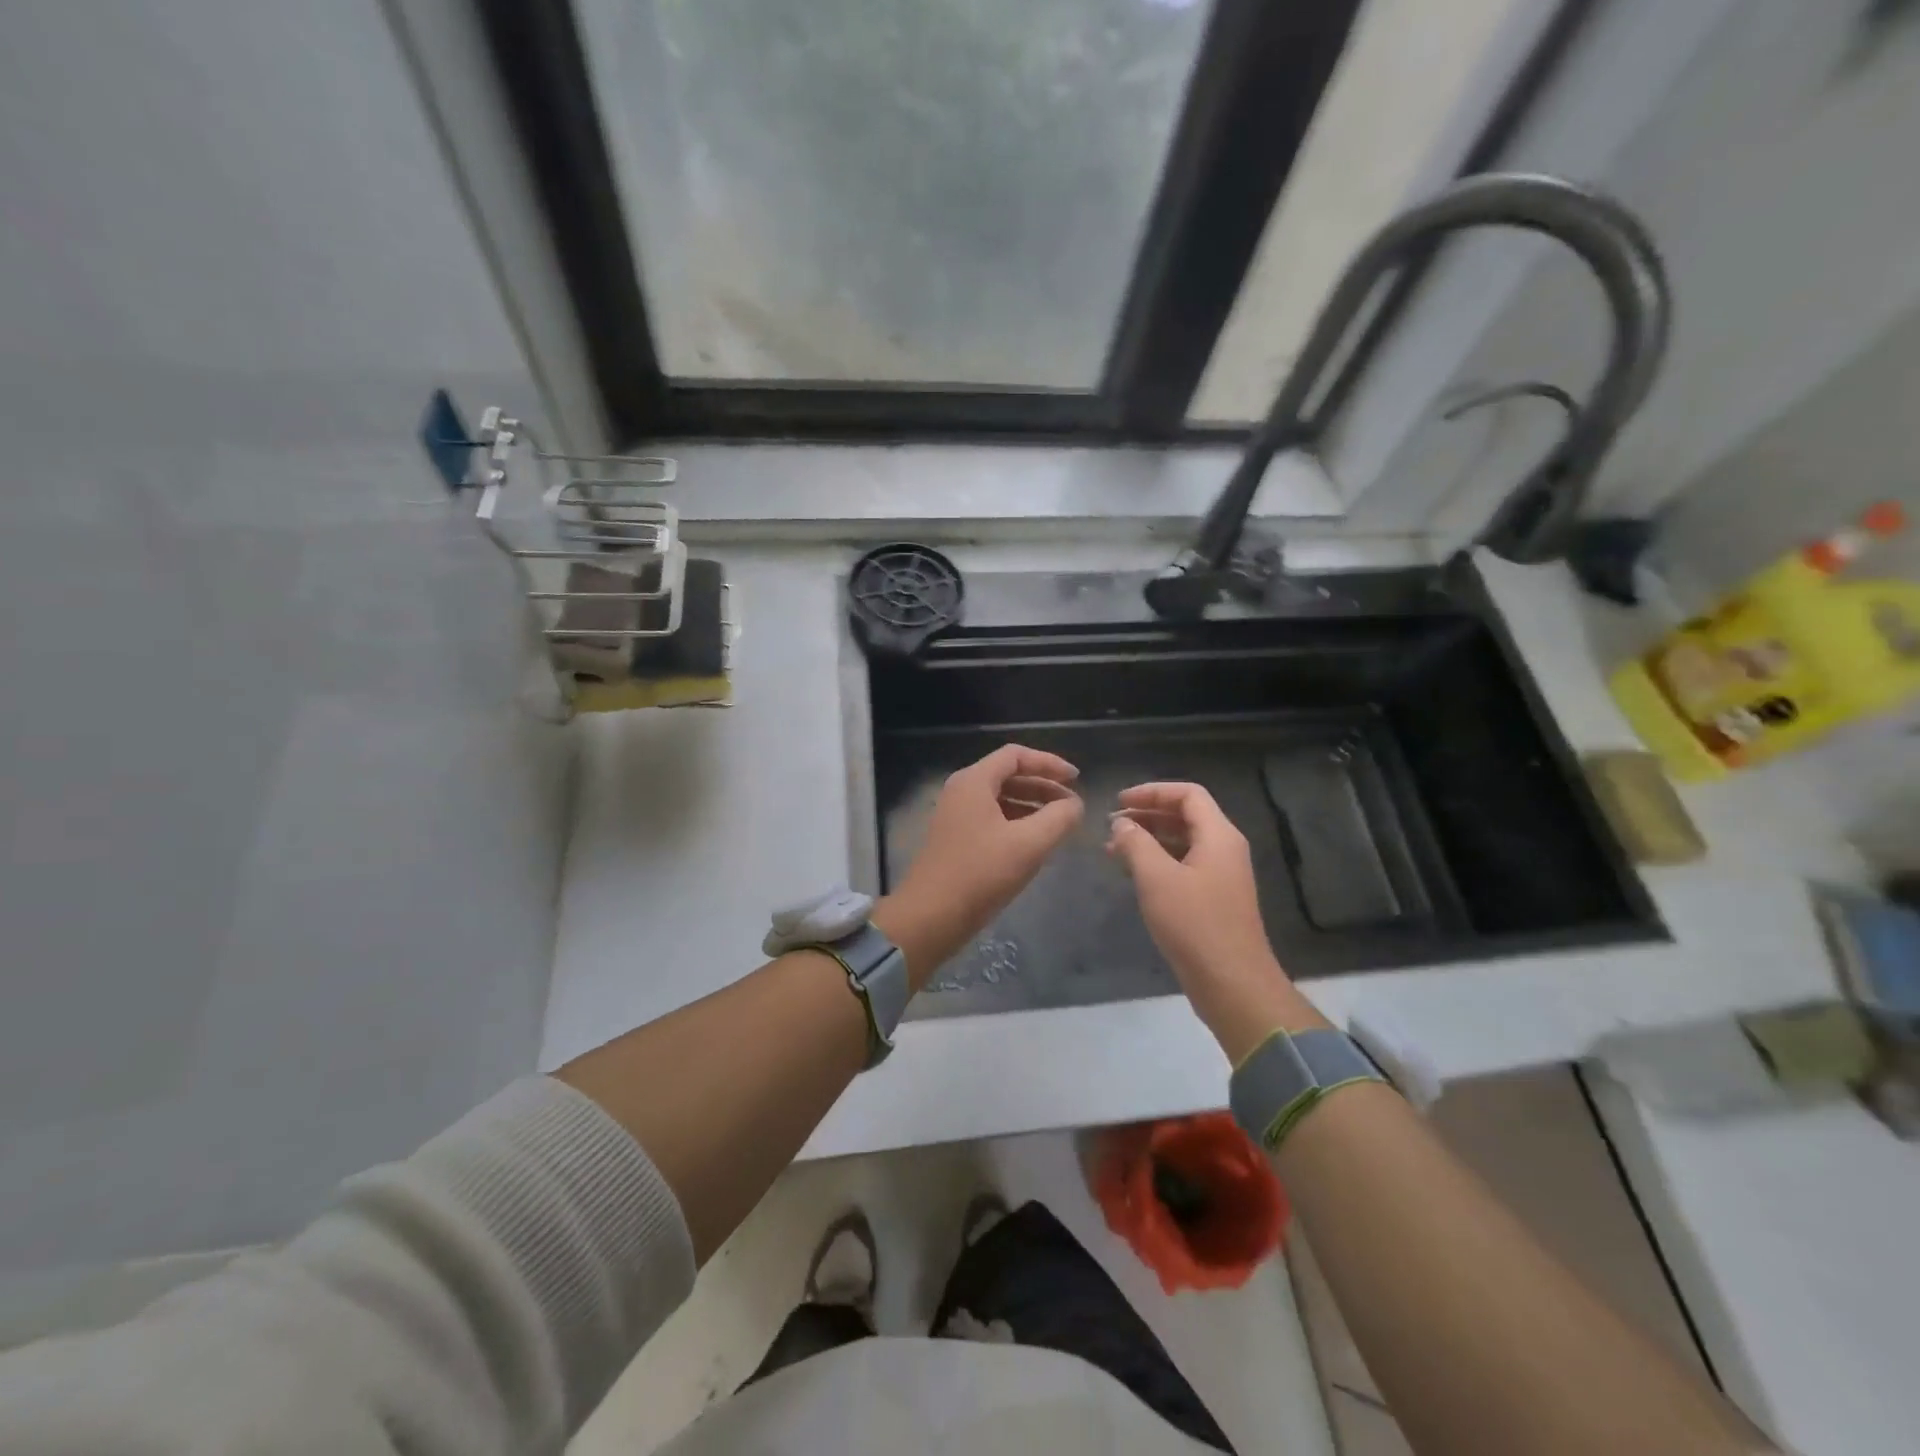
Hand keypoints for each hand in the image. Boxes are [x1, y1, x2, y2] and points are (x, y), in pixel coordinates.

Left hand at [875, 744, 1082, 988]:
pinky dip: (1017, 823)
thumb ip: (1059, 818)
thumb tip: (1074, 804)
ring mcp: (955, 816)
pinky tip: (1035, 844)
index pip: (1016, 755)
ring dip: (1032, 805)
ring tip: (1060, 823)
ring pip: (1000, 798)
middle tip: (1072, 803)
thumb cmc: (981, 874)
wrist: (930, 917)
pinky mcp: (955, 839)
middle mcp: (961, 791)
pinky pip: (992, 819)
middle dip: (1043, 785)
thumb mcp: (1029, 844)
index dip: (1050, 763)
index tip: (1077, 780)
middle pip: (1008, 775)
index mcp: (974, 781)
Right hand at [1106, 782, 1328, 1060]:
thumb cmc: (1194, 924)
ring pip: (1183, 842)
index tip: (1119, 801)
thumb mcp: (1157, 878)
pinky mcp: (1214, 899)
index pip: (1187, 794)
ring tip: (1113, 849)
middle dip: (1147, 815)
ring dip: (1149, 839)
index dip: (1152, 791)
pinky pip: (1184, 865)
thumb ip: (1136, 843)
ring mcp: (1222, 875)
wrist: (1232, 983)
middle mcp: (1225, 849)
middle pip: (1186, 816)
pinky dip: (1158, 862)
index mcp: (1219, 836)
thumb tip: (1121, 823)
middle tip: (1111, 825)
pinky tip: (1132, 874)